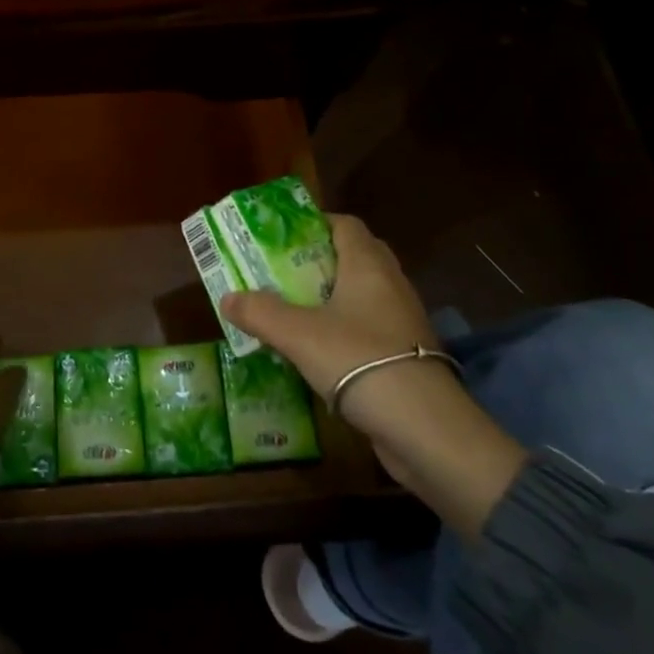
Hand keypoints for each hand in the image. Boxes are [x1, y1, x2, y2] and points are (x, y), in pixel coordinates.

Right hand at [221, 213, 442, 414]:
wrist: (426, 429)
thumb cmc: (360, 361)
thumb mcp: (298, 334)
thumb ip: (260, 312)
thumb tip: (227, 298)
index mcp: (367, 265)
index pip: (345, 225)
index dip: (314, 224)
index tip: (282, 238)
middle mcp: (390, 284)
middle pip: (355, 256)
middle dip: (319, 261)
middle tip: (283, 273)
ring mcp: (403, 322)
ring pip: (363, 295)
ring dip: (331, 299)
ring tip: (293, 311)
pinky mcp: (408, 356)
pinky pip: (370, 328)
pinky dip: (345, 331)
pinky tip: (319, 352)